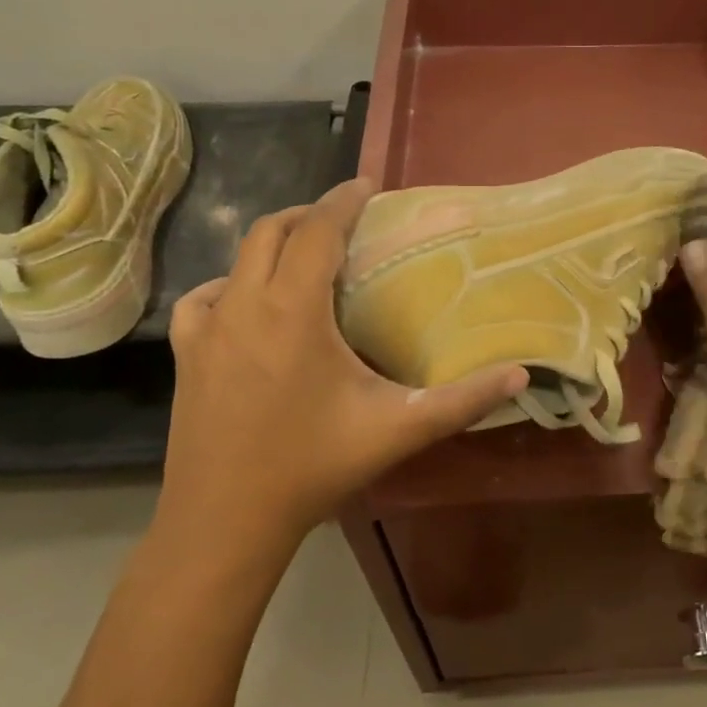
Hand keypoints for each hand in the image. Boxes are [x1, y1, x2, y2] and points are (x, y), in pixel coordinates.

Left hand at [158, 180, 527, 551]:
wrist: (225, 521)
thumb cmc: (313, 467)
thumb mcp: (398, 429)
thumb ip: (463, 400)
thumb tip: (521, 375)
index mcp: (293, 311)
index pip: (316, 231)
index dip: (343, 201)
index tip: (368, 185)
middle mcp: (243, 305)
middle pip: (270, 232)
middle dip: (308, 215)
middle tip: (345, 221)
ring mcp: (206, 330)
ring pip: (236, 260)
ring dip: (272, 246)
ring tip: (307, 259)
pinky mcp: (186, 355)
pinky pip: (204, 298)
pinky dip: (230, 285)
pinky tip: (247, 306)